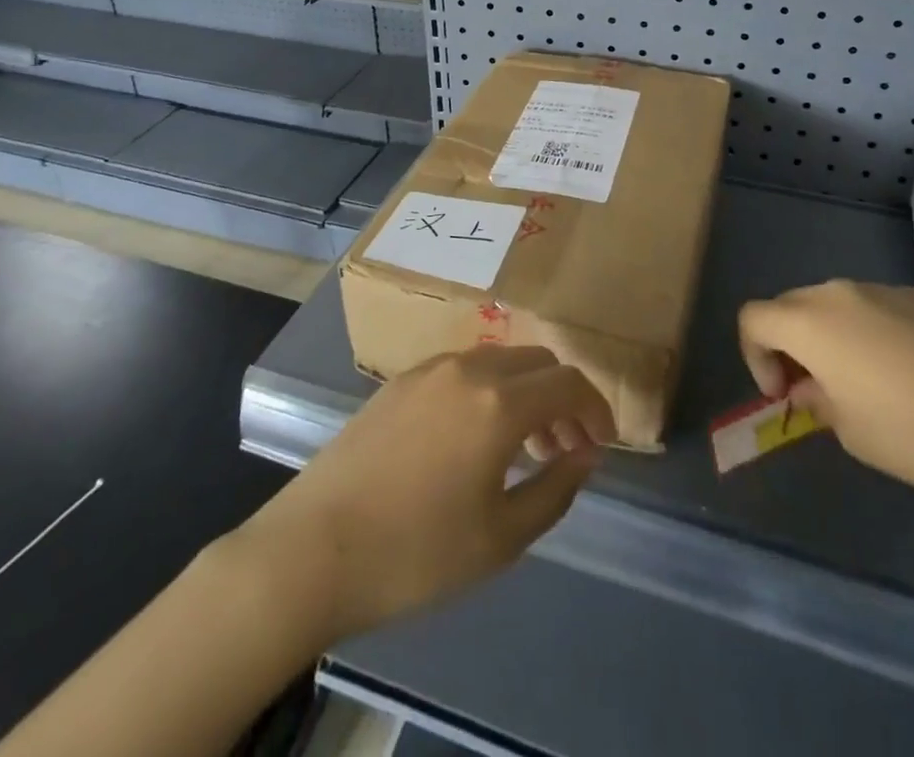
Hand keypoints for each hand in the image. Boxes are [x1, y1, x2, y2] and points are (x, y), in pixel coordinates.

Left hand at [246, 345, 614, 639]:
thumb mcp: (500, 538)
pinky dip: (488, 392)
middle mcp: (468, 369)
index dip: (596, 409)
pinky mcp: (398, 382)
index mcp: (499, 401)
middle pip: (536, 361)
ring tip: (523, 447)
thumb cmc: (416, 552)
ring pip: (498, 362)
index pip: (568, 382)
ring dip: (524, 392)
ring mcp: (428, 370)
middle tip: (564, 448)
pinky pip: (462, 371)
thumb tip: (584, 455)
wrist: (312, 549)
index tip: (601, 444)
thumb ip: (554, 489)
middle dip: (562, 398)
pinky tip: (473, 439)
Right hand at [738, 281, 913, 512]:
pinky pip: (879, 308)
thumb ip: (817, 399)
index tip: (783, 395)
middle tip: (814, 390)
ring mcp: (887, 290)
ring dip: (831, 337)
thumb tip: (813, 387)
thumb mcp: (850, 432)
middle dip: (790, 344)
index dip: (754, 356)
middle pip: (792, 305)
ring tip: (864, 384)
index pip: (753, 319)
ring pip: (837, 304)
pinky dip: (872, 333)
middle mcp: (841, 292)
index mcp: (811, 321)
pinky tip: (909, 376)